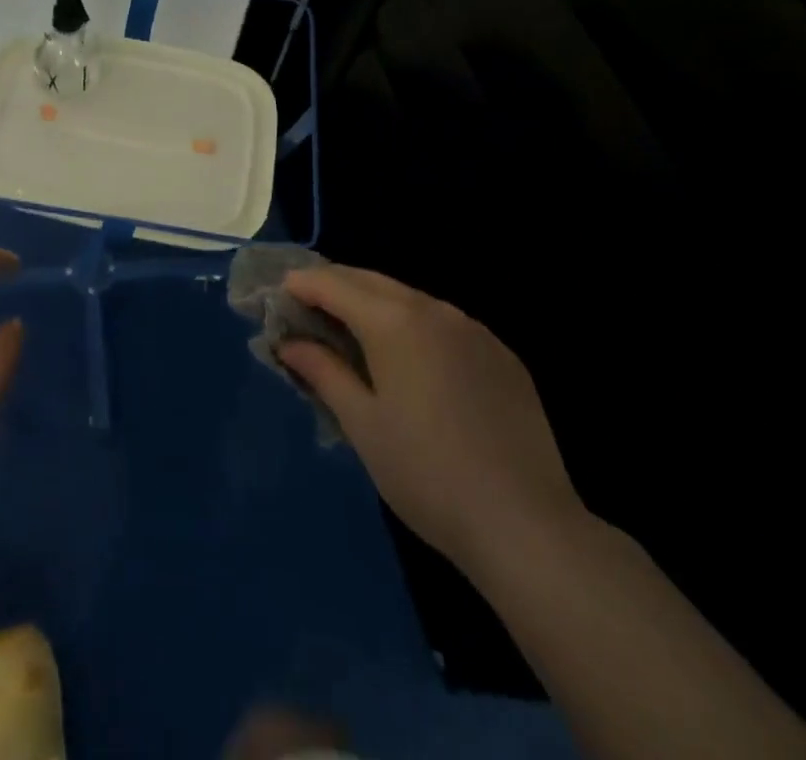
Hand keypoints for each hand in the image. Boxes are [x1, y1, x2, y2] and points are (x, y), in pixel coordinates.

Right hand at [279, 265, 582, 574]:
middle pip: (371, 280)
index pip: (334, 284)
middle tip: (306, 308)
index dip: (302, 285)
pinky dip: (413, 326)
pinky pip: (444, 323)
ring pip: (410, 299)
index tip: (278, 295)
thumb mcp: (362, 424)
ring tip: (352, 332)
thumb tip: (288, 343)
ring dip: (373, 304)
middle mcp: (434, 310)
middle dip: (334, 286)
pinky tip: (409, 360)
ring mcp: (474, 330)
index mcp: (394, 321)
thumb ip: (322, 371)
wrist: (526, 525)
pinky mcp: (501, 355)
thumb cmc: (426, 473)